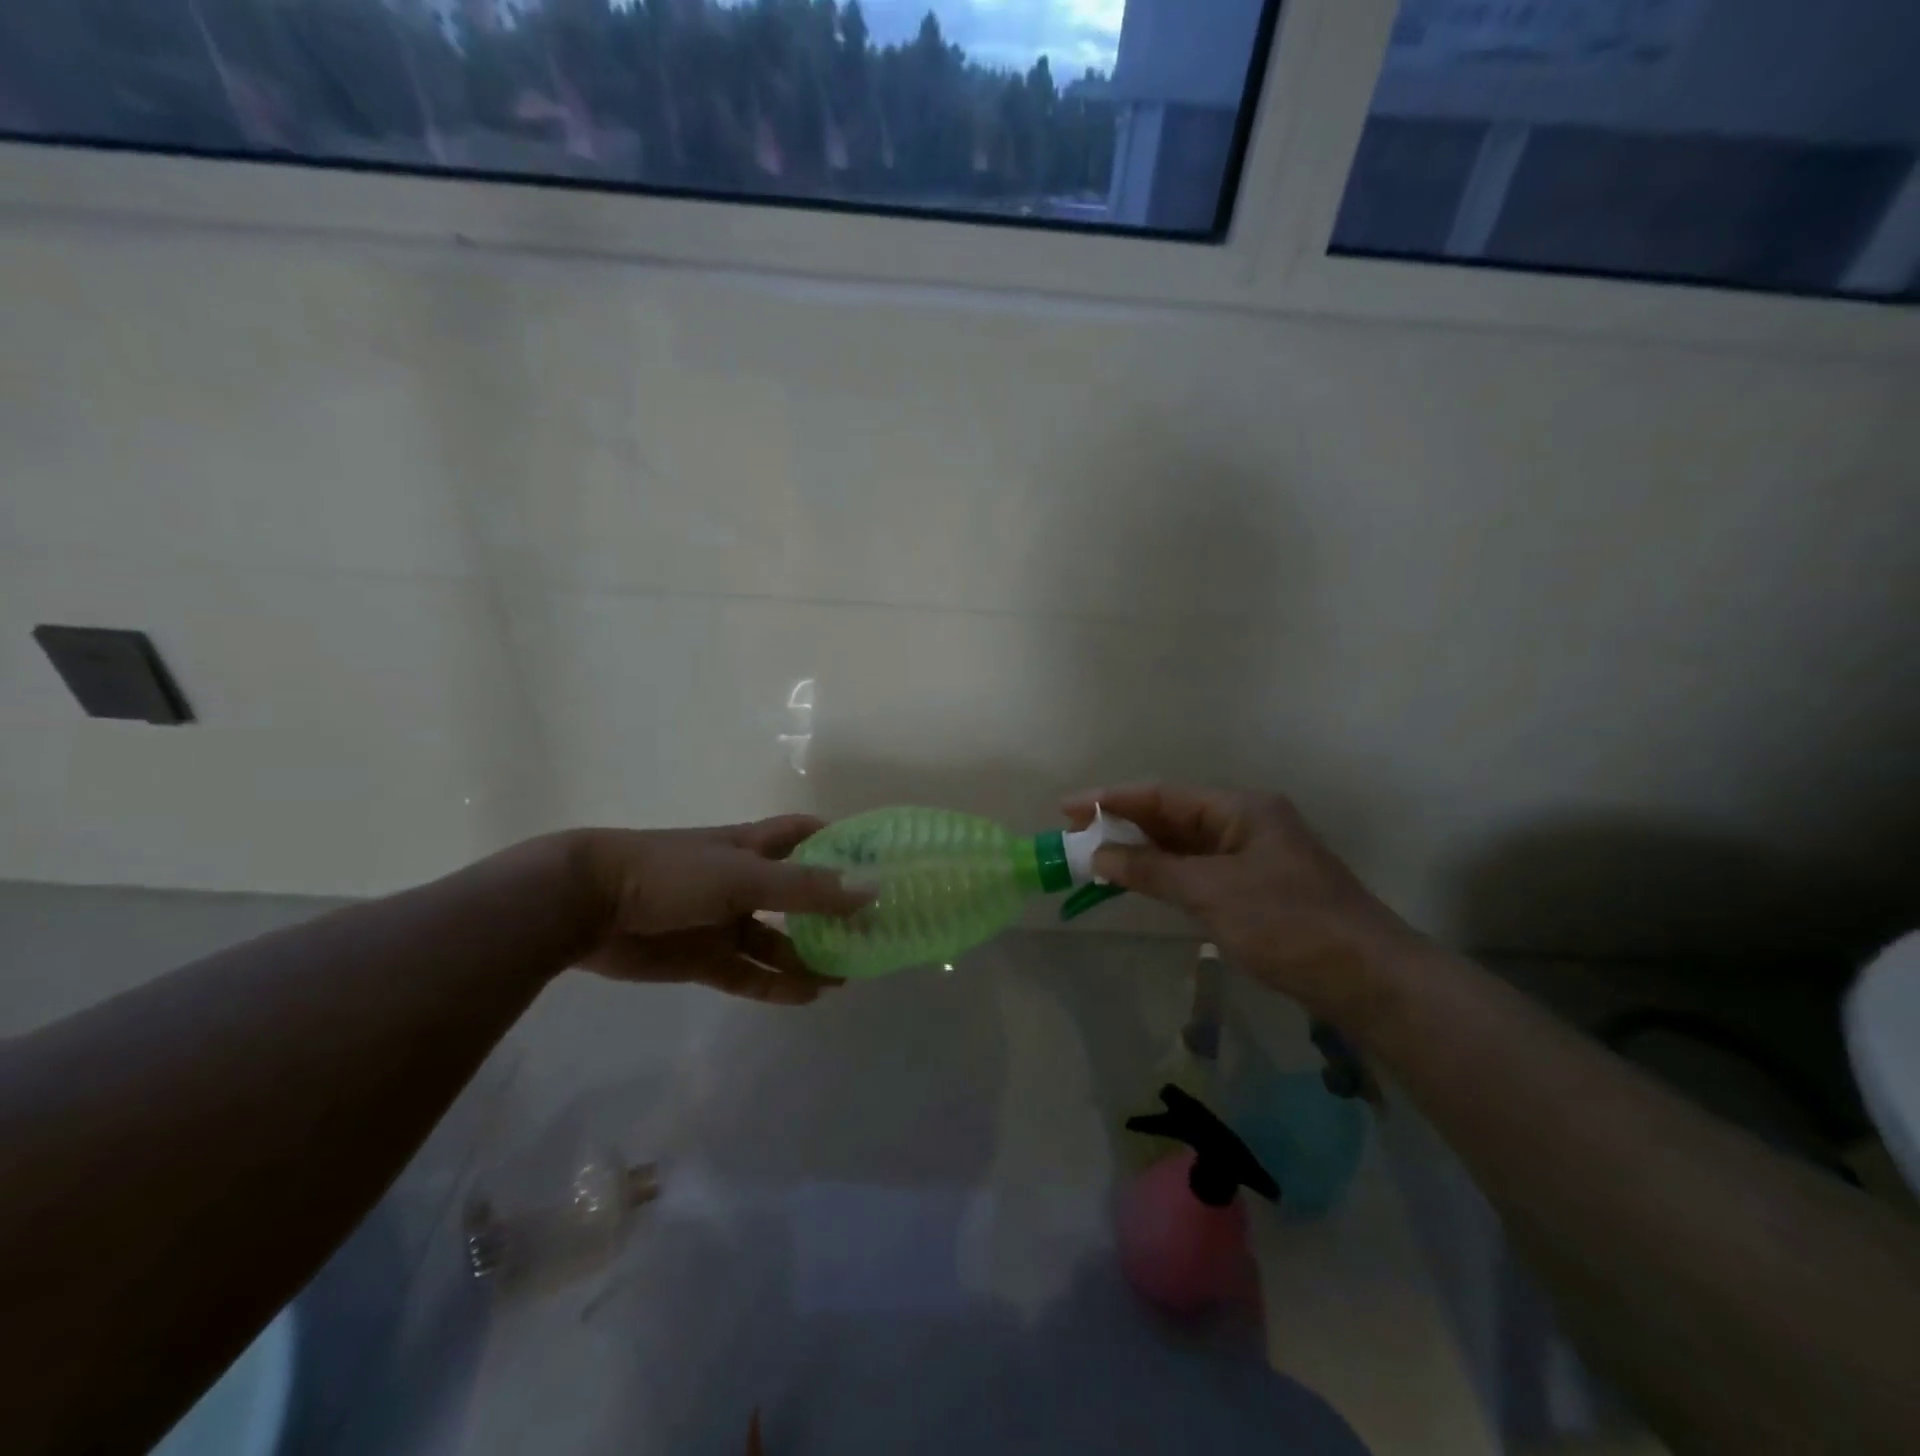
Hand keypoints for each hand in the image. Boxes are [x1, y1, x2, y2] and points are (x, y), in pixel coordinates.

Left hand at [568, 816, 868, 1004]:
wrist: (588, 905)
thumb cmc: (674, 872)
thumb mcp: (745, 875)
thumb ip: (806, 887)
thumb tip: (872, 890)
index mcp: (752, 846)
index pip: (805, 835)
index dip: (839, 843)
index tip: (878, 862)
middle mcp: (742, 881)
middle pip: (797, 894)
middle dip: (831, 911)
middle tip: (872, 932)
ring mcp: (722, 921)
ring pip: (775, 940)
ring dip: (808, 955)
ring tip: (848, 973)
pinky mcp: (702, 959)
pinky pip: (748, 972)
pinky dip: (777, 984)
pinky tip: (809, 994)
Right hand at [1063, 785, 1421, 1030]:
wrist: (1368, 979)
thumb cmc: (1288, 924)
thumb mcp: (1212, 893)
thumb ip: (1152, 870)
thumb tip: (1099, 854)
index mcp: (1241, 809)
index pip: (1163, 795)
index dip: (1112, 799)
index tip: (1067, 808)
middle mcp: (1246, 823)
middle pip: (1172, 816)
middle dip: (1124, 825)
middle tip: (1075, 836)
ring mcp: (1253, 857)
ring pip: (1184, 845)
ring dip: (1143, 851)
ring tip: (1096, 857)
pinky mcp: (1256, 888)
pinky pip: (1198, 870)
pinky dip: (1166, 874)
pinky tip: (1140, 881)